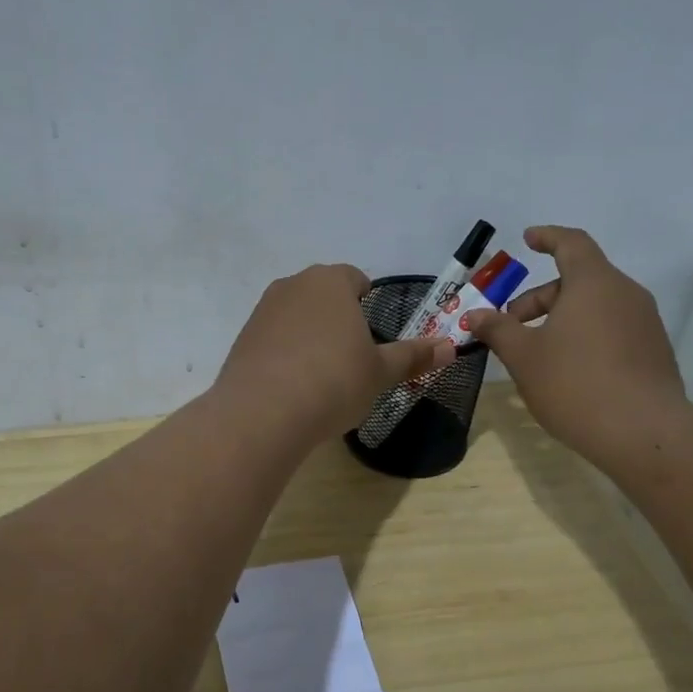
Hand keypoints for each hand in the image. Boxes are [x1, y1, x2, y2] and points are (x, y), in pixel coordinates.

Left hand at [218, 264, 453, 442]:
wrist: (263, 413)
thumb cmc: (334, 381)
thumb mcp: (380, 373)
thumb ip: (413, 357)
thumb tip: (450, 347)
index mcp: (330, 282)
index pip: (354, 278)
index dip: (367, 301)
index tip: (372, 332)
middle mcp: (293, 285)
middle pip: (322, 295)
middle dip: (338, 318)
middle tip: (353, 356)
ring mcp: (262, 311)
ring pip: (296, 316)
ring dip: (310, 336)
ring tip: (322, 375)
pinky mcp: (242, 339)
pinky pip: (273, 340)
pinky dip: (286, 355)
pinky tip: (294, 387)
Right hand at [464, 227, 692, 466]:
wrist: (644, 434)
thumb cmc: (575, 384)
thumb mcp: (524, 356)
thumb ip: (498, 329)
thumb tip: (475, 314)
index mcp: (594, 283)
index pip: (571, 243)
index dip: (547, 237)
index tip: (527, 239)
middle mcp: (625, 294)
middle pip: (578, 280)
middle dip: (539, 298)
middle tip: (511, 325)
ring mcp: (644, 324)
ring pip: (595, 307)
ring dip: (561, 319)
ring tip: (535, 352)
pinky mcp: (653, 352)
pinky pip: (612, 330)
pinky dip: (585, 336)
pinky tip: (567, 371)